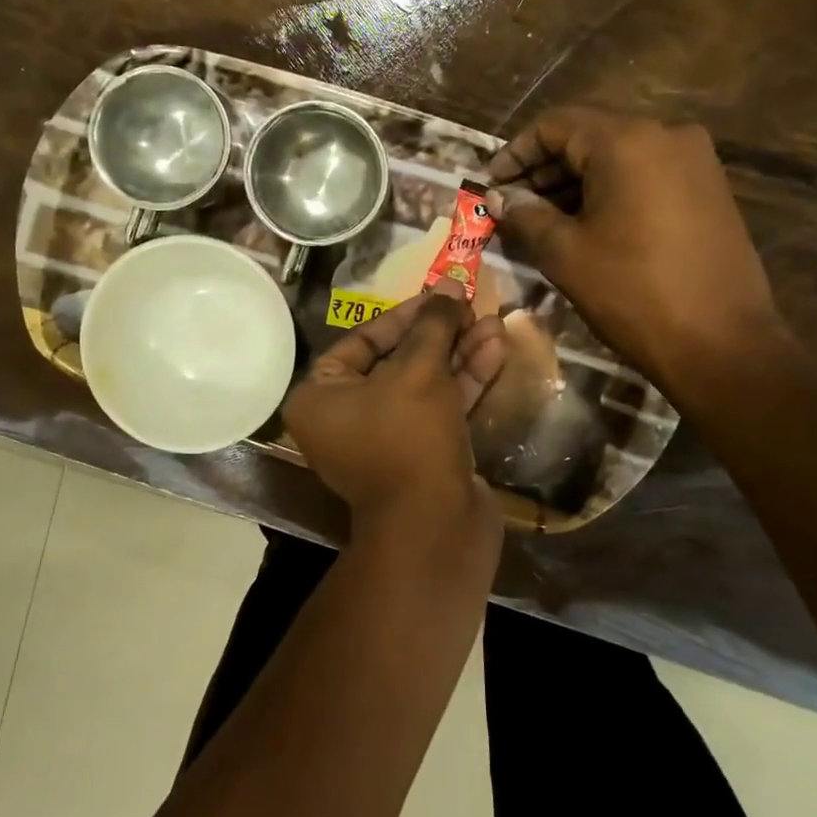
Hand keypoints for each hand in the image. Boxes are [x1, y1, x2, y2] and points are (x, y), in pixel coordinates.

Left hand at [284, 284, 506, 531]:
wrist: (435, 528)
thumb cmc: (409, 438)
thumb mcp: (419, 371)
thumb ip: (433, 325)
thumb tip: (446, 288)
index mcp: (321, 396)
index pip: (363, 340)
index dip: (406, 315)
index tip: (440, 296)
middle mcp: (345, 417)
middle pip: (397, 360)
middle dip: (439, 334)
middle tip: (471, 307)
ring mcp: (385, 439)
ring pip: (424, 384)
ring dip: (459, 354)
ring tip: (495, 323)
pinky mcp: (420, 455)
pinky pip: (439, 408)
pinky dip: (464, 382)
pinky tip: (495, 350)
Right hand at [486, 108, 791, 388]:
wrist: (722, 344)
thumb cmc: (633, 293)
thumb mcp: (565, 254)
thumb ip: (525, 215)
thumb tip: (499, 197)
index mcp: (627, 141)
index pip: (555, 125)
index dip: (515, 154)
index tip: (489, 185)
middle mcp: (666, 135)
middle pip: (588, 138)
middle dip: (543, 171)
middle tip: (509, 206)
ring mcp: (695, 161)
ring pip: (617, 158)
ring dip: (574, 184)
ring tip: (539, 221)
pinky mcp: (709, 189)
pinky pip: (645, 176)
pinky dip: (609, 193)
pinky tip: (584, 226)